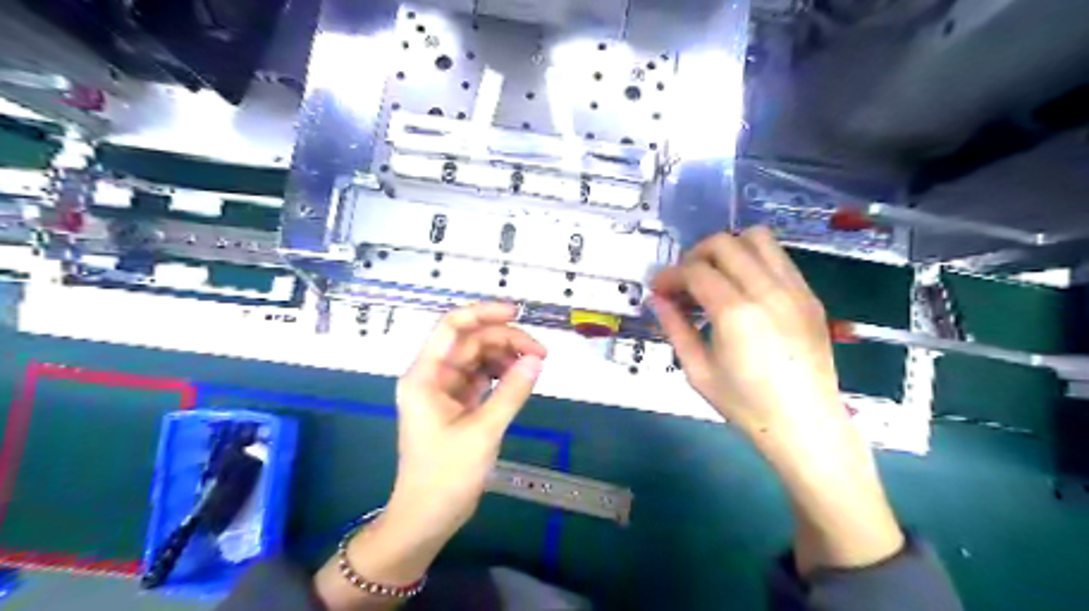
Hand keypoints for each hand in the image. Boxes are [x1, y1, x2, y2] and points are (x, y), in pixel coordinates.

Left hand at [389, 300, 542, 539]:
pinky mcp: (457, 404)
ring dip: (505, 357)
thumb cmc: (446, 475)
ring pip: (478, 358)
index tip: (517, 313)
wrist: (427, 517)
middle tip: (540, 354)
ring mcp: (445, 390)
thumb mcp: (483, 431)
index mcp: (425, 376)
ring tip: (534, 367)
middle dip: (505, 340)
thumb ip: (511, 392)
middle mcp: (433, 376)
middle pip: (470, 342)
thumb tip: (536, 360)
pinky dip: (501, 375)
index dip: (483, 313)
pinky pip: (481, 378)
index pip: (451, 327)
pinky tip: (520, 379)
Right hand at [654, 227, 901, 572]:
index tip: (658, 288)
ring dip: (728, 249)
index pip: (695, 270)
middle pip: (724, 243)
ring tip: (715, 276)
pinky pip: (779, 258)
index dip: (670, 275)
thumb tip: (657, 299)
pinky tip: (744, 288)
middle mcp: (767, 290)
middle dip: (694, 255)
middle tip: (683, 281)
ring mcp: (795, 289)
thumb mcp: (698, 371)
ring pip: (757, 238)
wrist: (806, 426)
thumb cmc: (746, 405)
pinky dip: (754, 260)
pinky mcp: (810, 295)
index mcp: (735, 313)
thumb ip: (675, 327)